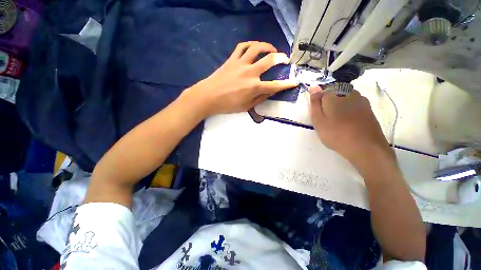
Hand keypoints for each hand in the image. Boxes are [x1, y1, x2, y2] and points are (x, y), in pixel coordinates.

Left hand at [184, 41, 297, 115]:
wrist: (208, 97)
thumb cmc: (227, 105)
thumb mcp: (246, 107)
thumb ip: (260, 99)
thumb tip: (270, 92)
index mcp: (254, 87)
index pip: (275, 85)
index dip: (287, 84)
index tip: (295, 82)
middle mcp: (250, 72)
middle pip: (270, 60)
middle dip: (281, 58)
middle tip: (285, 59)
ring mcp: (240, 63)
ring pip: (257, 48)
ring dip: (267, 46)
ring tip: (272, 49)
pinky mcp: (232, 59)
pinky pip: (242, 46)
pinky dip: (250, 44)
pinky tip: (254, 47)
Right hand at [309, 85, 391, 162]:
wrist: (365, 147)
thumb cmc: (336, 134)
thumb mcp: (318, 120)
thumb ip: (315, 103)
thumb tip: (313, 86)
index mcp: (333, 96)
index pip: (322, 93)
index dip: (319, 104)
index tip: (319, 115)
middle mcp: (348, 93)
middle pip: (335, 95)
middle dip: (330, 104)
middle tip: (328, 121)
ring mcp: (361, 100)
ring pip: (346, 100)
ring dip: (341, 107)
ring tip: (339, 122)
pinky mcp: (369, 109)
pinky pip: (355, 106)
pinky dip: (350, 111)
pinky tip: (349, 123)